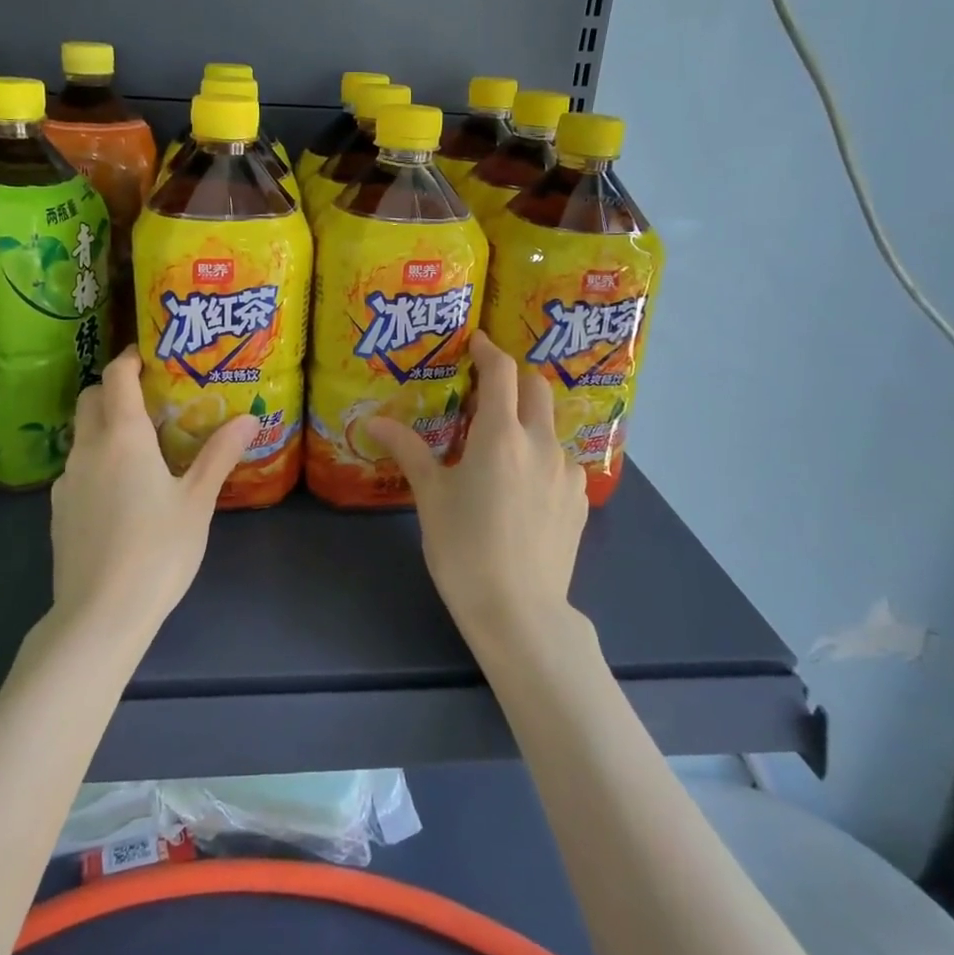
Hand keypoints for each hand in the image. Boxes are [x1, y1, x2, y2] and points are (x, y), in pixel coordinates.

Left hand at [48, 348, 258, 642]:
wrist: (99, 616)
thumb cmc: (157, 551)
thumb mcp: (197, 501)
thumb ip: (219, 454)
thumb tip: (249, 418)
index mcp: (122, 438)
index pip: (117, 377)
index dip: (131, 359)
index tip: (151, 355)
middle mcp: (87, 450)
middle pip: (91, 399)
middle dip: (115, 387)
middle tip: (150, 396)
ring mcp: (66, 481)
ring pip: (82, 434)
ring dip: (105, 425)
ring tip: (142, 444)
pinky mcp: (58, 511)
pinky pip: (78, 468)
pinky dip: (97, 460)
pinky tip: (122, 490)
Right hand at [367, 331, 588, 654]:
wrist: (519, 612)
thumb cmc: (464, 548)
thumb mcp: (430, 496)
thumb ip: (408, 450)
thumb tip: (373, 421)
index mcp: (500, 435)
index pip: (501, 372)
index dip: (489, 350)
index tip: (476, 342)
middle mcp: (541, 443)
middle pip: (537, 388)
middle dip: (514, 378)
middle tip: (488, 389)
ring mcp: (566, 472)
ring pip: (550, 427)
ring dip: (528, 421)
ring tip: (502, 448)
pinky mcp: (580, 500)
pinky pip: (561, 462)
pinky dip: (541, 457)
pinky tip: (523, 488)